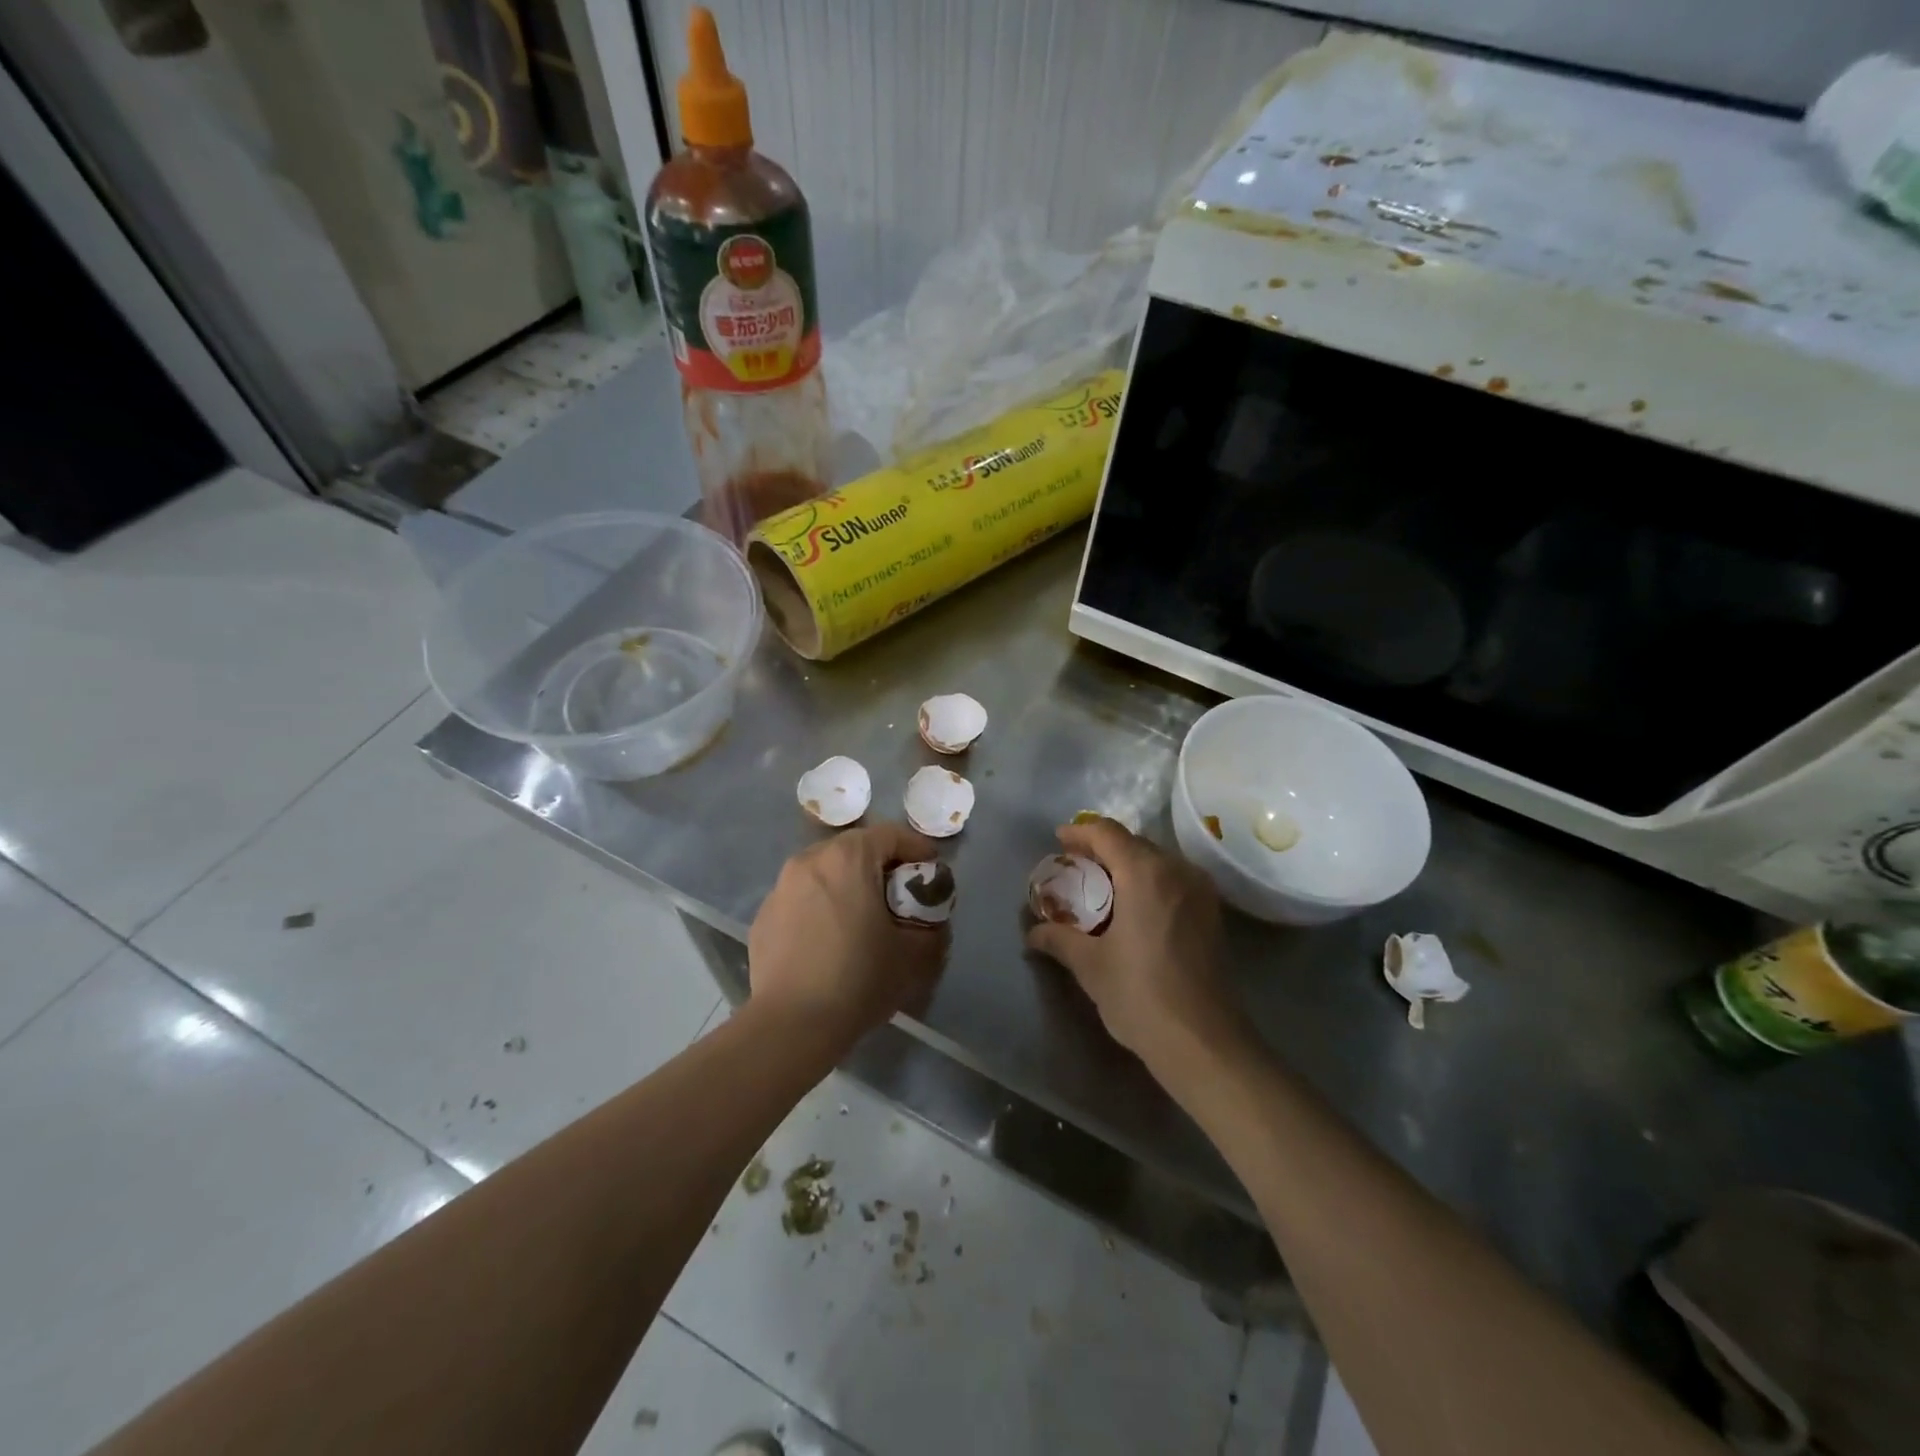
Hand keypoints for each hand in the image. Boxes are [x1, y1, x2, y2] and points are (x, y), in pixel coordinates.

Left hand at [748, 822, 950, 1046]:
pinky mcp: (763, 917)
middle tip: (900, 897)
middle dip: (882, 866)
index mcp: (848, 858)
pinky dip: (820, 907)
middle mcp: (810, 860)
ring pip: (825, 872)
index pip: (890, 834)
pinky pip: (801, 899)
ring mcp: (780, 888)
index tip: (931, 873)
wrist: (792, 1025)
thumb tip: (931, 917)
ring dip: (848, 885)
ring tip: (862, 919)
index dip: (917, 849)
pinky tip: (828, 941)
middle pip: (855, 849)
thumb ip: (933, 925)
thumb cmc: (859, 979)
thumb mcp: (915, 954)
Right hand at [1025, 818, 1245, 1071]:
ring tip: (1100, 887)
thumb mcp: (1090, 966)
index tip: (1058, 841)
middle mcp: (1177, 871)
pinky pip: (1173, 880)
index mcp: (1145, 873)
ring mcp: (1200, 891)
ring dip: (1126, 865)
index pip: (1107, 833)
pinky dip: (1148, 881)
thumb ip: (1058, 939)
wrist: (1205, 1042)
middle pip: (1133, 843)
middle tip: (1074, 866)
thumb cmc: (1141, 995)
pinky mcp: (1212, 913)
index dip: (1080, 832)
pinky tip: (1131, 908)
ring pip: (1157, 860)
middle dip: (1101, 849)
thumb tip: (1033, 932)